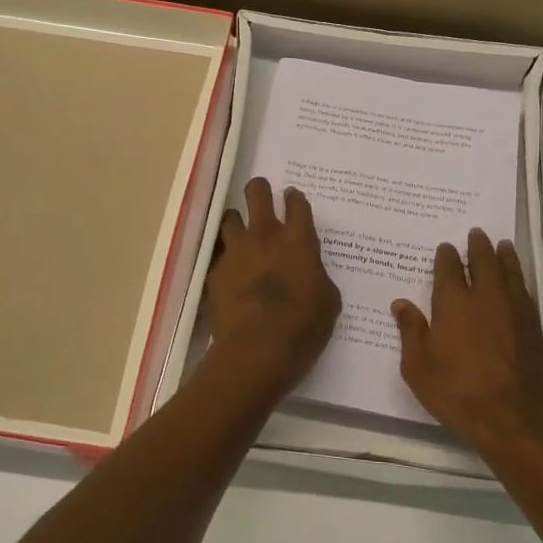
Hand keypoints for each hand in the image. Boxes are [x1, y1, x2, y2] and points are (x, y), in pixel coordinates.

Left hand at [206, 178, 341, 398]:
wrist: (255, 352)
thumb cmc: (302, 328)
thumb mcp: (328, 301)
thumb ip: (317, 276)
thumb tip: (309, 271)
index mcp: (298, 241)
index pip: (297, 204)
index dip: (295, 198)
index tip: (293, 198)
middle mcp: (265, 236)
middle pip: (257, 194)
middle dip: (259, 190)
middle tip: (262, 196)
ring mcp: (235, 252)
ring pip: (230, 218)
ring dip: (237, 221)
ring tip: (241, 232)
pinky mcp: (215, 272)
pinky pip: (218, 253)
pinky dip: (225, 257)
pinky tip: (230, 270)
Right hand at [393, 229, 542, 461]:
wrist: (512, 416)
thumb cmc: (456, 391)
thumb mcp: (417, 367)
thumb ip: (410, 331)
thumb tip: (401, 304)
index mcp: (453, 302)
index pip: (449, 268)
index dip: (446, 255)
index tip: (446, 247)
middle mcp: (485, 297)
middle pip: (484, 261)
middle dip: (478, 245)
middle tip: (477, 233)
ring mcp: (514, 310)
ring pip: (510, 272)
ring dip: (505, 256)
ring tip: (503, 245)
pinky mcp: (534, 327)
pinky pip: (525, 292)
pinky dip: (519, 280)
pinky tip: (518, 283)